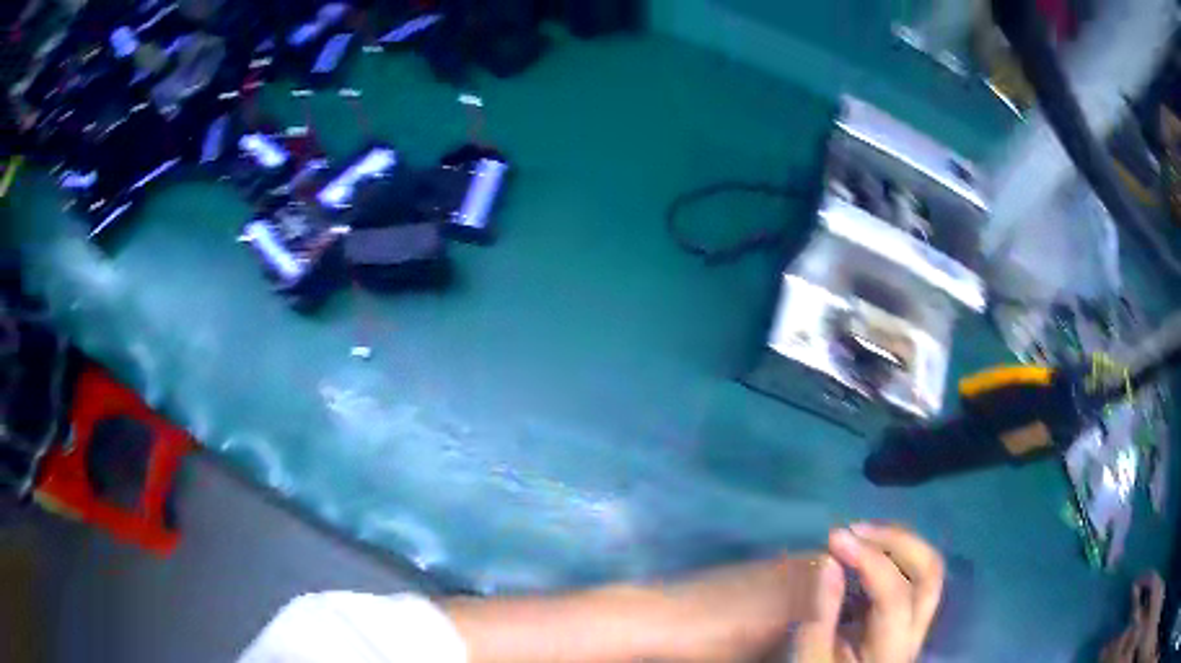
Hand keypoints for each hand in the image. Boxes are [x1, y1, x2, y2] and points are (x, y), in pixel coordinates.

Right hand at [795, 524, 943, 662]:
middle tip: (857, 529)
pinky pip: (913, 576)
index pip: (895, 593)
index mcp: (893, 649)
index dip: (869, 559)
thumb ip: (819, 618)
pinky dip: (894, 555)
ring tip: (862, 534)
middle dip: (897, 541)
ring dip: (899, 543)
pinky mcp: (907, 618)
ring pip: (928, 570)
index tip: (835, 537)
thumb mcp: (811, 660)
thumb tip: (828, 562)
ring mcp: (917, 623)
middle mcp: (917, 632)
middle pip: (929, 572)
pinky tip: (867, 552)